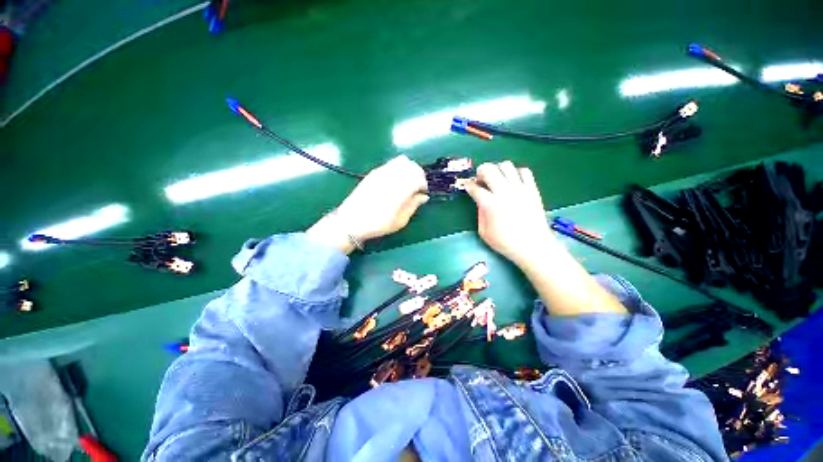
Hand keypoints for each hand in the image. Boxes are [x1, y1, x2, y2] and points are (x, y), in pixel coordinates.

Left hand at [307, 156, 428, 252]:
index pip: (419, 178)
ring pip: (402, 161)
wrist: (351, 221)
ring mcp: (382, 172)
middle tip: (417, 187)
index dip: (424, 185)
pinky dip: (399, 168)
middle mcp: (392, 176)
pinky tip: (396, 181)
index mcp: (400, 189)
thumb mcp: (400, 220)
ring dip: (409, 169)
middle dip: (419, 175)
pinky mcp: (374, 172)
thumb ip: (413, 205)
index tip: (422, 193)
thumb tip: (423, 196)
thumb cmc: (378, 224)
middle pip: (412, 166)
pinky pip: (391, 163)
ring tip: (407, 182)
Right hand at [465, 161, 557, 266]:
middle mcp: (504, 192)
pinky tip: (513, 181)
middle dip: (481, 171)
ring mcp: (520, 188)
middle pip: (489, 169)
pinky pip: (524, 171)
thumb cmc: (505, 242)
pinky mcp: (532, 189)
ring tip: (497, 178)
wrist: (533, 246)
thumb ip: (480, 213)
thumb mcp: (484, 232)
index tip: (467, 185)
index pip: (475, 187)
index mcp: (490, 204)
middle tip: (481, 179)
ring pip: (506, 165)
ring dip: (498, 169)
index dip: (468, 185)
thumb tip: (480, 201)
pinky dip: (515, 172)